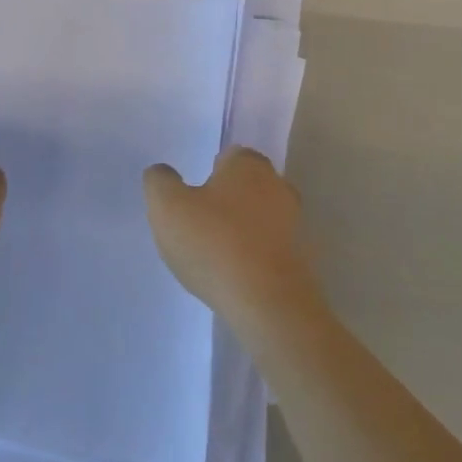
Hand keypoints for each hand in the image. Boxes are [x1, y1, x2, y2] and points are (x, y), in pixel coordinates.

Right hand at [144, 148, 320, 324]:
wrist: (268, 304)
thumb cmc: (214, 243)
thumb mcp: (167, 207)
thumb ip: (160, 182)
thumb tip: (162, 173)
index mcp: (248, 164)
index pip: (227, 157)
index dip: (208, 175)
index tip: (192, 199)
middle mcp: (278, 185)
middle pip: (246, 186)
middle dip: (226, 201)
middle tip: (199, 226)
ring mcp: (294, 222)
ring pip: (260, 217)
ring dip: (241, 230)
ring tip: (215, 256)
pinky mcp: (301, 257)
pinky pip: (270, 248)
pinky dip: (255, 256)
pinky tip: (236, 276)